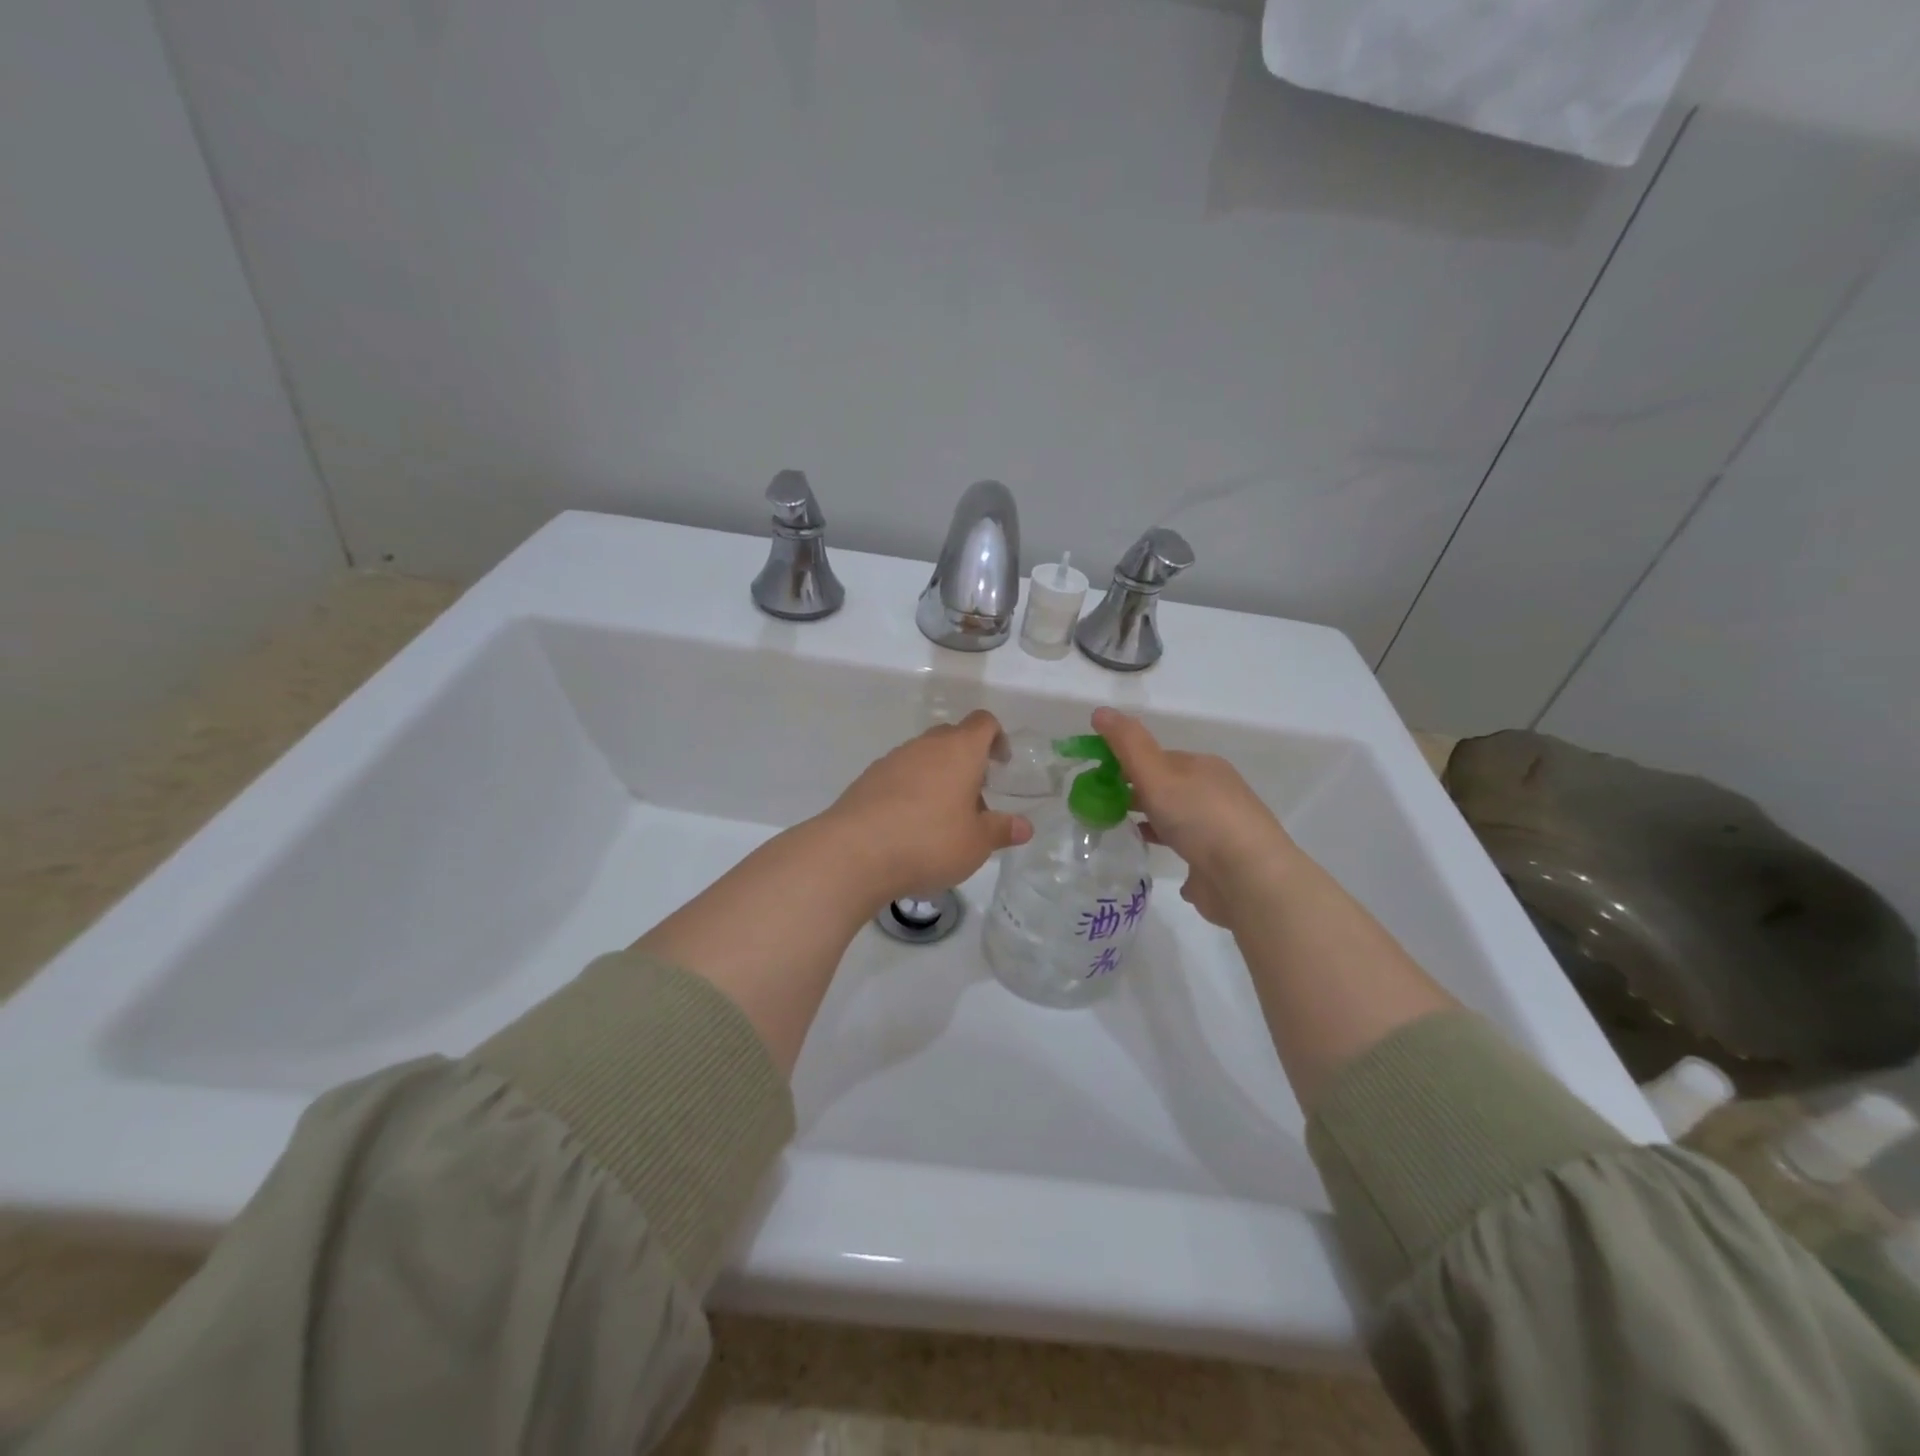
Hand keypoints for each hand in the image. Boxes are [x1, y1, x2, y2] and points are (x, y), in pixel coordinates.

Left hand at [819, 710, 1032, 906]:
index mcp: (959, 751)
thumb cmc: (929, 841)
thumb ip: (1002, 830)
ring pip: (922, 757)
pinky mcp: (867, 780)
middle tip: (974, 798)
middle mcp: (925, 746)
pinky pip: (898, 776)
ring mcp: (892, 760)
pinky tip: (908, 827)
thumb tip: (1024, 826)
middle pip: (951, 737)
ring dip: (936, 777)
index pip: (983, 722)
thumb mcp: (976, 843)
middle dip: (966, 760)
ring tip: (941, 819)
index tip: (1001, 764)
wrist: (855, 852)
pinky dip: (909, 792)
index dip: (997, 738)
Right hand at [1093, 707, 1295, 928]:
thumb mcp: (1157, 773)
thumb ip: (1127, 744)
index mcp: (1203, 767)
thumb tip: (1100, 711)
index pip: (1158, 757)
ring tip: (1117, 831)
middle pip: (1167, 787)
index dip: (1126, 763)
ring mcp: (1219, 830)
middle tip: (1099, 807)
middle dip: (1135, 793)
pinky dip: (1167, 847)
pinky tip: (1149, 856)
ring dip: (1150, 821)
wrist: (1248, 878)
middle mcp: (1215, 793)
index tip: (1096, 779)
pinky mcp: (1219, 862)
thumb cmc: (1200, 817)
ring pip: (1176, 818)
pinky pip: (1186, 849)